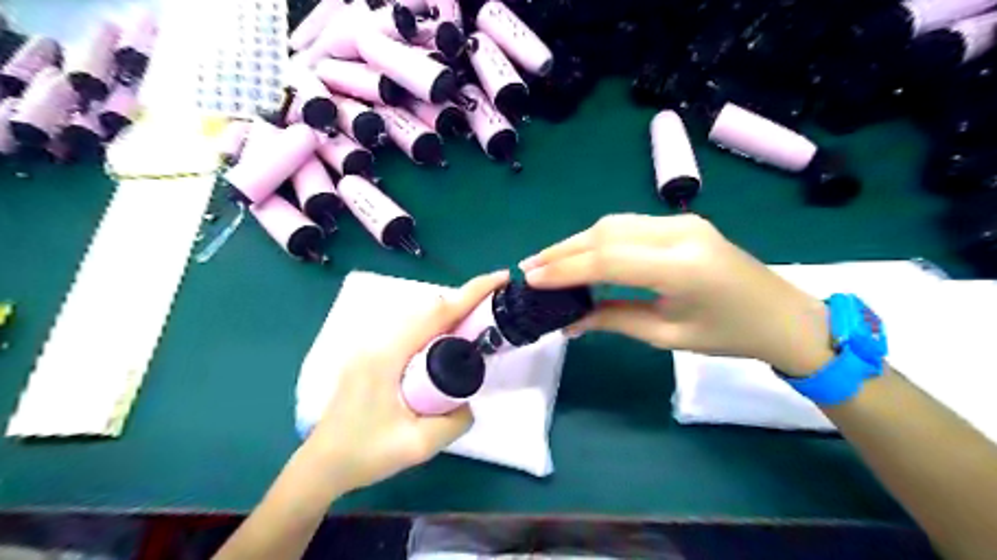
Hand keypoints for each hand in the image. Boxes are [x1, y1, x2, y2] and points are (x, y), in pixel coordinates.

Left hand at [307, 272, 509, 494]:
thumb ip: (455, 421)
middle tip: (494, 307)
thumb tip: (469, 401)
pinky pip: (410, 329)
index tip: (499, 279)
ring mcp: (371, 345)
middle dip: (465, 301)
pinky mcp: (371, 353)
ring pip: (418, 316)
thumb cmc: (365, 455)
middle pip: (428, 309)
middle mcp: (377, 341)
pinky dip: (435, 325)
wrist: (322, 465)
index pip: (435, 314)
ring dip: (450, 313)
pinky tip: (448, 341)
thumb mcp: (418, 446)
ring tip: (477, 322)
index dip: (470, 293)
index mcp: (387, 356)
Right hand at [523, 215, 835, 375]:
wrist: (783, 315)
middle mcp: (679, 233)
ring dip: (576, 242)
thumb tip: (569, 321)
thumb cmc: (729, 335)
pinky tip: (581, 254)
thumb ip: (614, 320)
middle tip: (530, 268)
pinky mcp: (681, 222)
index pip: (608, 260)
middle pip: (605, 233)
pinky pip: (628, 226)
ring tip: (547, 263)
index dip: (565, 269)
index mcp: (681, 267)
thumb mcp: (667, 336)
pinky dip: (598, 240)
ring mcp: (681, 222)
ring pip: (613, 224)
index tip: (531, 279)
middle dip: (563, 250)